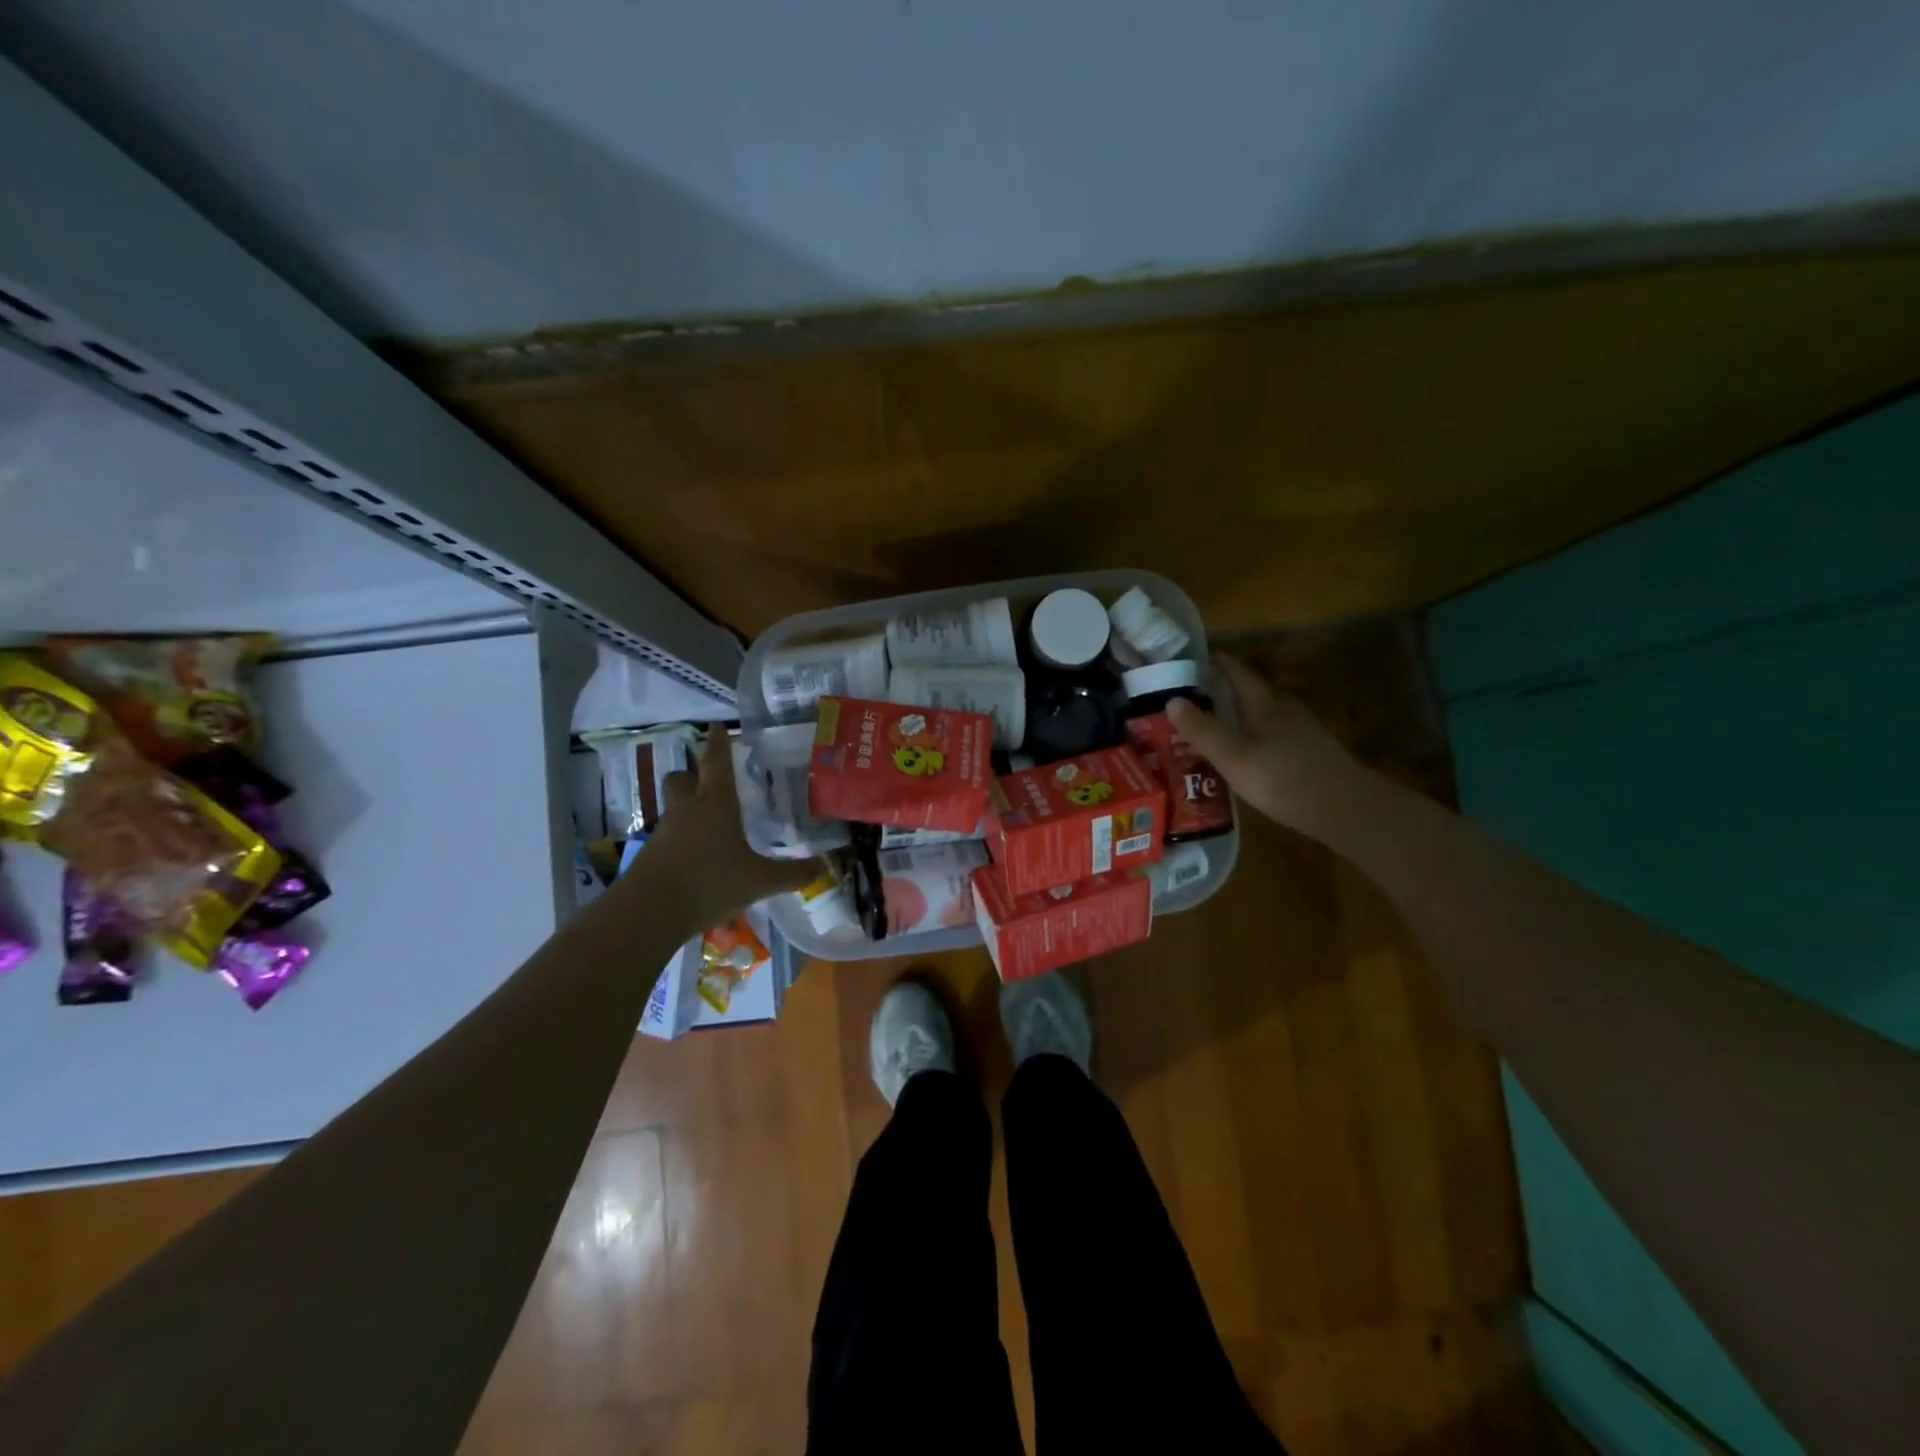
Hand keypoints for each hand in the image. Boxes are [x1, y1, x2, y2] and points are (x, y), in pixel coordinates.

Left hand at [644, 729, 820, 925]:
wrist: (650, 911)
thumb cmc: (710, 883)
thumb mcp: (760, 881)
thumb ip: (793, 874)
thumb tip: (824, 866)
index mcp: (716, 803)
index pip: (717, 763)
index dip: (719, 743)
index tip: (716, 726)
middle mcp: (687, 809)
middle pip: (683, 777)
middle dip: (694, 773)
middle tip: (708, 779)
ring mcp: (665, 830)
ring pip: (673, 805)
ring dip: (686, 806)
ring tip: (707, 821)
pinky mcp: (650, 853)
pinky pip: (668, 834)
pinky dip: (680, 837)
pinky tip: (695, 855)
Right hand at [1165, 655, 1366, 833]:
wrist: (1346, 809)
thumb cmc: (1283, 779)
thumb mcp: (1233, 757)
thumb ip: (1203, 730)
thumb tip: (1171, 700)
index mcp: (1266, 708)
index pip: (1241, 677)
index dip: (1224, 665)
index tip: (1206, 656)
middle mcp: (1287, 714)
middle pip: (1259, 696)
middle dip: (1235, 693)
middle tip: (1207, 697)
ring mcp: (1306, 736)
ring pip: (1272, 719)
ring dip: (1250, 719)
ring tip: (1227, 730)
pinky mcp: (1316, 758)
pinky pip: (1282, 741)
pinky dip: (1264, 742)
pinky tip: (1256, 759)